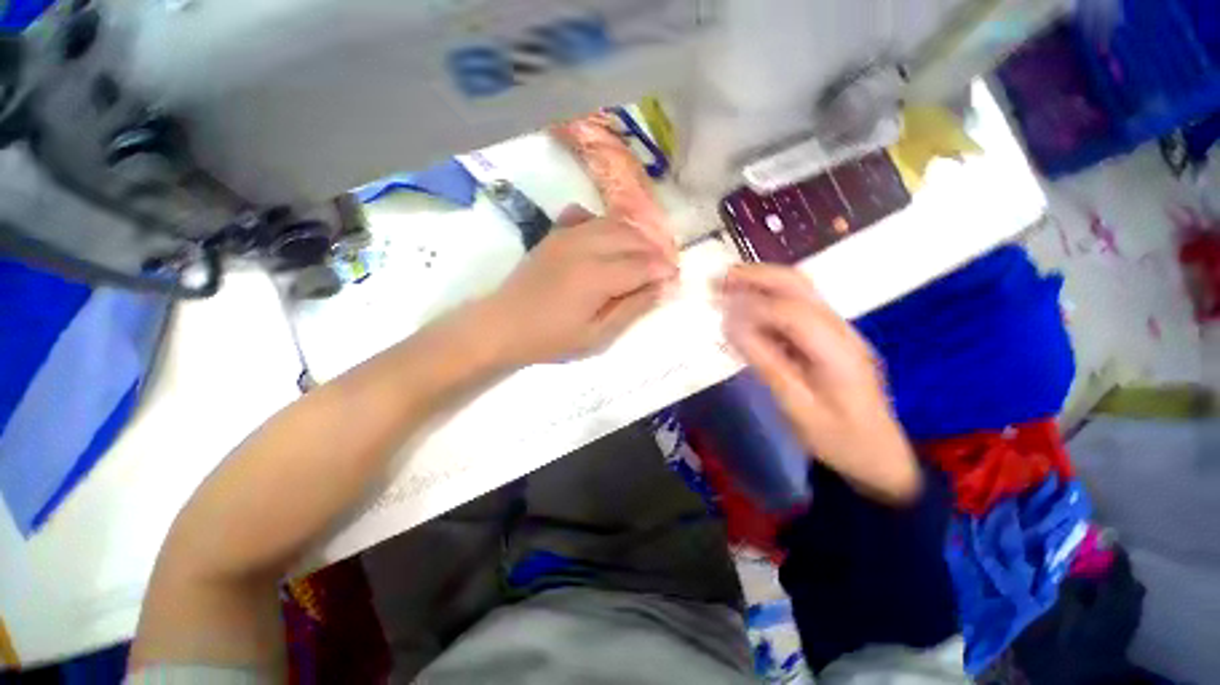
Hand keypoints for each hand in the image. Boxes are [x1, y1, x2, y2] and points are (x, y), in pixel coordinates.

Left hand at [477, 205, 677, 365]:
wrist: (502, 325)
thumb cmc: (551, 339)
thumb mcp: (597, 336)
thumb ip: (632, 309)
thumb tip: (662, 287)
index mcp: (597, 276)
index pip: (643, 264)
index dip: (664, 270)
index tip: (675, 279)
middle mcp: (585, 246)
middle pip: (633, 238)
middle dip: (655, 250)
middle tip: (663, 268)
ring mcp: (567, 235)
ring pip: (613, 223)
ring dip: (635, 236)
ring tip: (644, 255)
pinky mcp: (555, 234)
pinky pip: (586, 216)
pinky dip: (604, 224)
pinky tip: (607, 240)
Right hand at [718, 265, 920, 502]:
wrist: (877, 454)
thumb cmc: (838, 439)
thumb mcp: (797, 408)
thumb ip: (766, 363)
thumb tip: (732, 327)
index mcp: (839, 351)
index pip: (792, 314)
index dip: (753, 308)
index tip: (720, 310)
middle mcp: (842, 330)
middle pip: (800, 286)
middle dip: (757, 276)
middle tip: (720, 278)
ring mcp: (839, 330)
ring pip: (799, 290)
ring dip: (762, 282)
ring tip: (727, 283)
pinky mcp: (830, 335)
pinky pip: (796, 306)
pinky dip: (768, 298)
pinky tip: (747, 304)